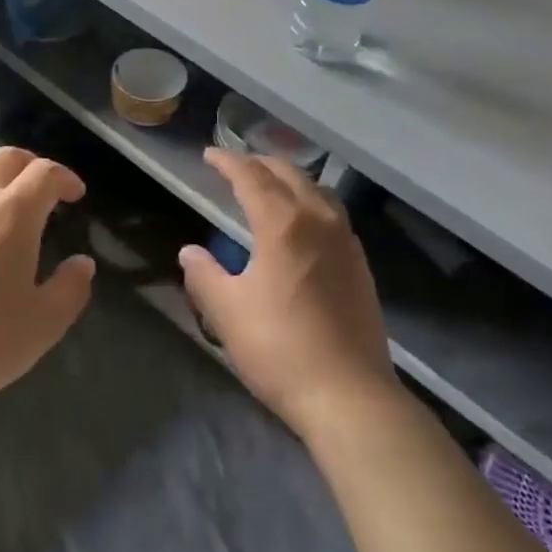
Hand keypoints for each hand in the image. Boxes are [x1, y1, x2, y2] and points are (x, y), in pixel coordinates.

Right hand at [179, 150, 396, 435]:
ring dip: (289, 179)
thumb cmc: (279, 349)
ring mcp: (345, 242)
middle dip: (259, 163)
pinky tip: (303, 224)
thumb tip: (190, 251)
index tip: (209, 155)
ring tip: (270, 186)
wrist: (349, 396)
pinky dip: (311, 202)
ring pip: (317, 190)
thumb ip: (204, 275)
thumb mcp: (227, 312)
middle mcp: (318, 221)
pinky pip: (333, 214)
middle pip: (289, 175)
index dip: (228, 162)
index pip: (251, 177)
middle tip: (236, 166)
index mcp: (283, 224)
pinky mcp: (361, 265)